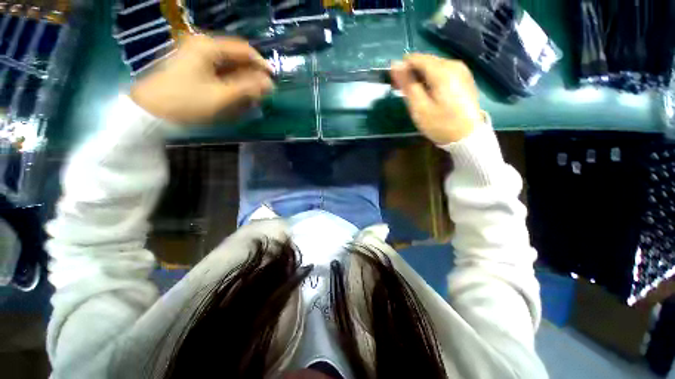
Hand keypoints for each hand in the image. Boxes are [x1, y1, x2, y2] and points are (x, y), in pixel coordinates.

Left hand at [131, 35, 273, 124]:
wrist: (150, 111)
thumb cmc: (186, 102)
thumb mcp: (221, 96)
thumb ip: (248, 88)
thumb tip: (269, 84)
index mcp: (209, 47)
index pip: (244, 50)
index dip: (261, 65)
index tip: (273, 81)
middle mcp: (203, 47)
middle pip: (236, 59)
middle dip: (251, 77)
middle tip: (261, 95)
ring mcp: (196, 57)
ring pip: (228, 67)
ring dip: (242, 83)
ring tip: (250, 100)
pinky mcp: (192, 68)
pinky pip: (219, 74)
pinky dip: (230, 85)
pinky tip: (235, 98)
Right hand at [390, 54, 482, 144]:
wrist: (468, 137)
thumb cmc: (440, 124)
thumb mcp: (419, 107)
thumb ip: (407, 84)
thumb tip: (395, 64)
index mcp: (442, 71)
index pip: (416, 58)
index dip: (402, 68)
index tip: (396, 84)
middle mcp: (453, 64)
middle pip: (426, 61)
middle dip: (412, 73)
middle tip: (403, 92)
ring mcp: (462, 70)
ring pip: (434, 67)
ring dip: (421, 77)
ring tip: (415, 95)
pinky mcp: (465, 78)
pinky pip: (443, 73)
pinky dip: (432, 80)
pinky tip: (430, 94)